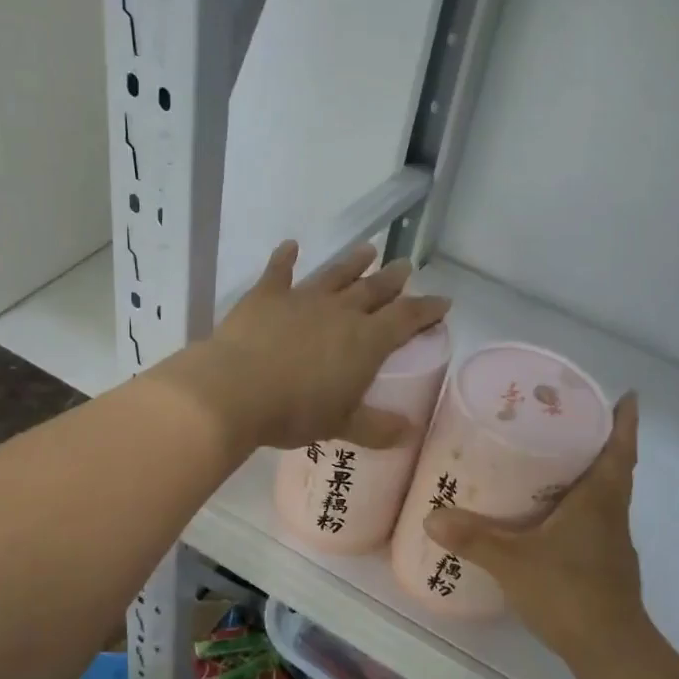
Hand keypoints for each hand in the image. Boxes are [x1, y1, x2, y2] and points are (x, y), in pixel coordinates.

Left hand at [167, 240, 449, 452]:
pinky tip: (290, 246)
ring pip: (335, 275)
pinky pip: (278, 271)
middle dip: (393, 279)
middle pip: (374, 289)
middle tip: (406, 267)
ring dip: (353, 262)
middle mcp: (340, 312)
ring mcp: (303, 299)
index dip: (427, 309)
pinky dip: (284, 258)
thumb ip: (377, 427)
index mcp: (366, 341)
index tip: (443, 301)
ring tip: (368, 249)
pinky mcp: (266, 296)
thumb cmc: (295, 411)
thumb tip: (408, 432)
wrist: (235, 391)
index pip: (407, 318)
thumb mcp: (341, 425)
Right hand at [426, 393, 643, 651]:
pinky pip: (595, 522)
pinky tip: (549, 519)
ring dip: (588, 476)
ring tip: (551, 463)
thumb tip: (432, 515)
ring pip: (605, 497)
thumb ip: (474, 538)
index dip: (626, 422)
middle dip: (598, 443)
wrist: (610, 649)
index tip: (628, 396)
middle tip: (566, 422)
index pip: (620, 450)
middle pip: (614, 469)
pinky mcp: (607, 566)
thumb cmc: (569, 591)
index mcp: (600, 500)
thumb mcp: (513, 561)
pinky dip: (578, 509)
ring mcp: (613, 543)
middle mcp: (612, 515)